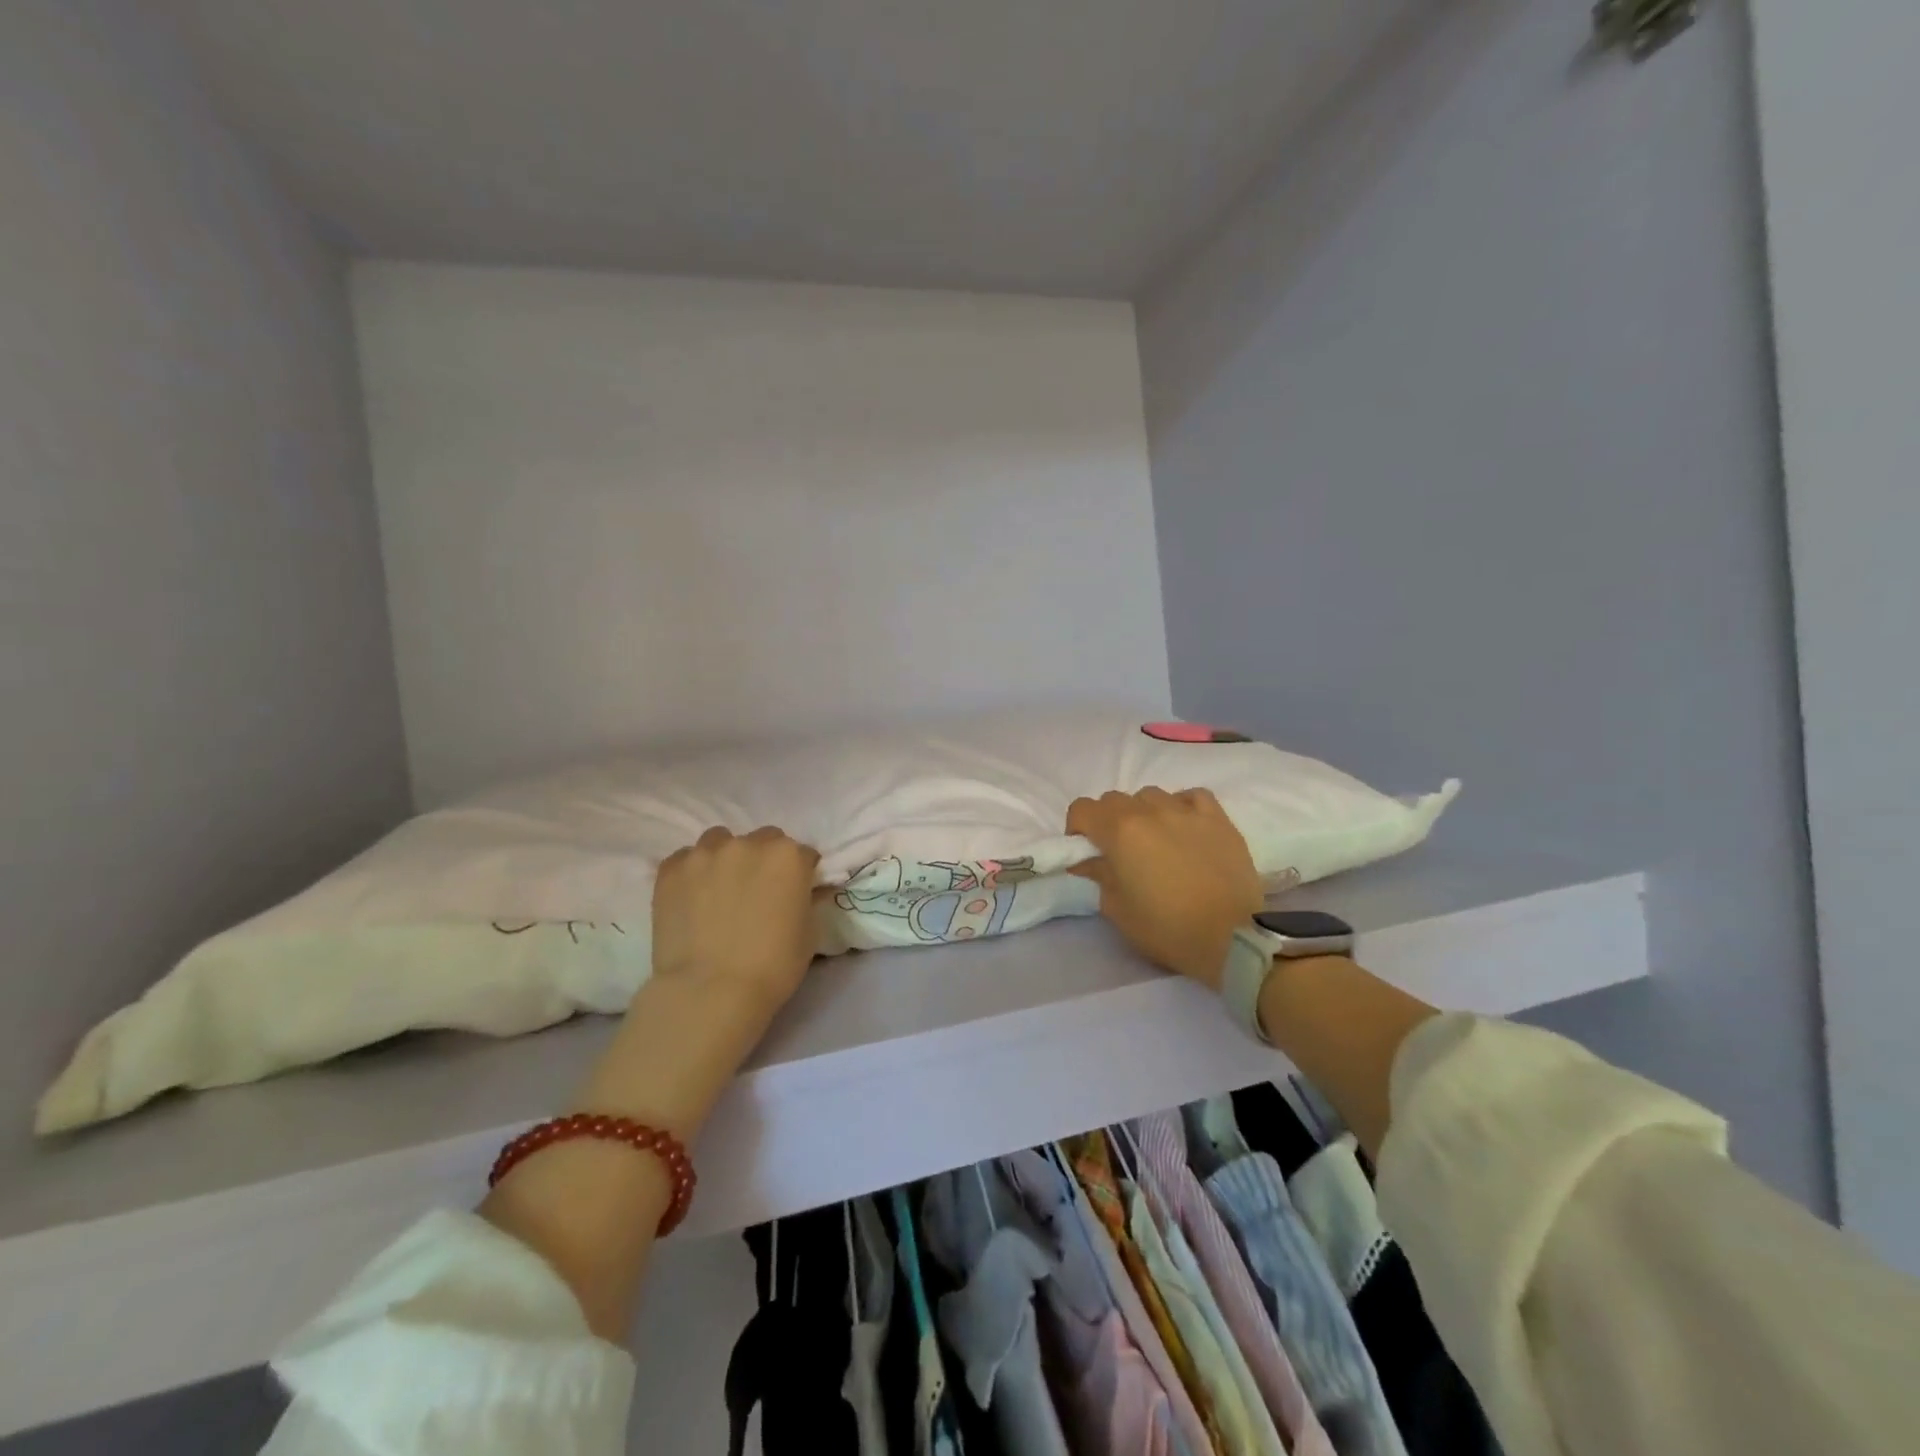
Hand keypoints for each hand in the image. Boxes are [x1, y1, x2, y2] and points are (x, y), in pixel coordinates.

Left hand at [651, 825, 822, 1012]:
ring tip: (720, 889)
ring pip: (721, 841)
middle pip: (764, 840)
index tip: (795, 893)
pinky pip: (686, 858)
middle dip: (765, 860)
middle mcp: (749, 843)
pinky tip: (692, 897)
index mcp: (788, 856)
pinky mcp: (671, 869)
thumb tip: (804, 891)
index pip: (803, 853)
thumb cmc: (772, 966)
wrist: (710, 991)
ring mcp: (706, 853)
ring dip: (727, 858)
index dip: (800, 874)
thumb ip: (807, 900)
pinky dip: (693, 871)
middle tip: (758, 891)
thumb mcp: (810, 933)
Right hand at [1067, 787, 1262, 987]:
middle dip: (1107, 820)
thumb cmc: (1167, 927)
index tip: (1085, 851)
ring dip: (1144, 812)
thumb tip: (1087, 862)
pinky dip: (1182, 806)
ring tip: (1155, 840)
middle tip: (1118, 851)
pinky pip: (1192, 796)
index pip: (1082, 808)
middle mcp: (1150, 810)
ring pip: (1152, 795)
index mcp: (1120, 830)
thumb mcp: (1117, 909)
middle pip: (1114, 799)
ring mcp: (1187, 811)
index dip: (1077, 828)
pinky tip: (1185, 826)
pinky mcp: (1218, 819)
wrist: (1231, 937)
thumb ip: (1097, 876)